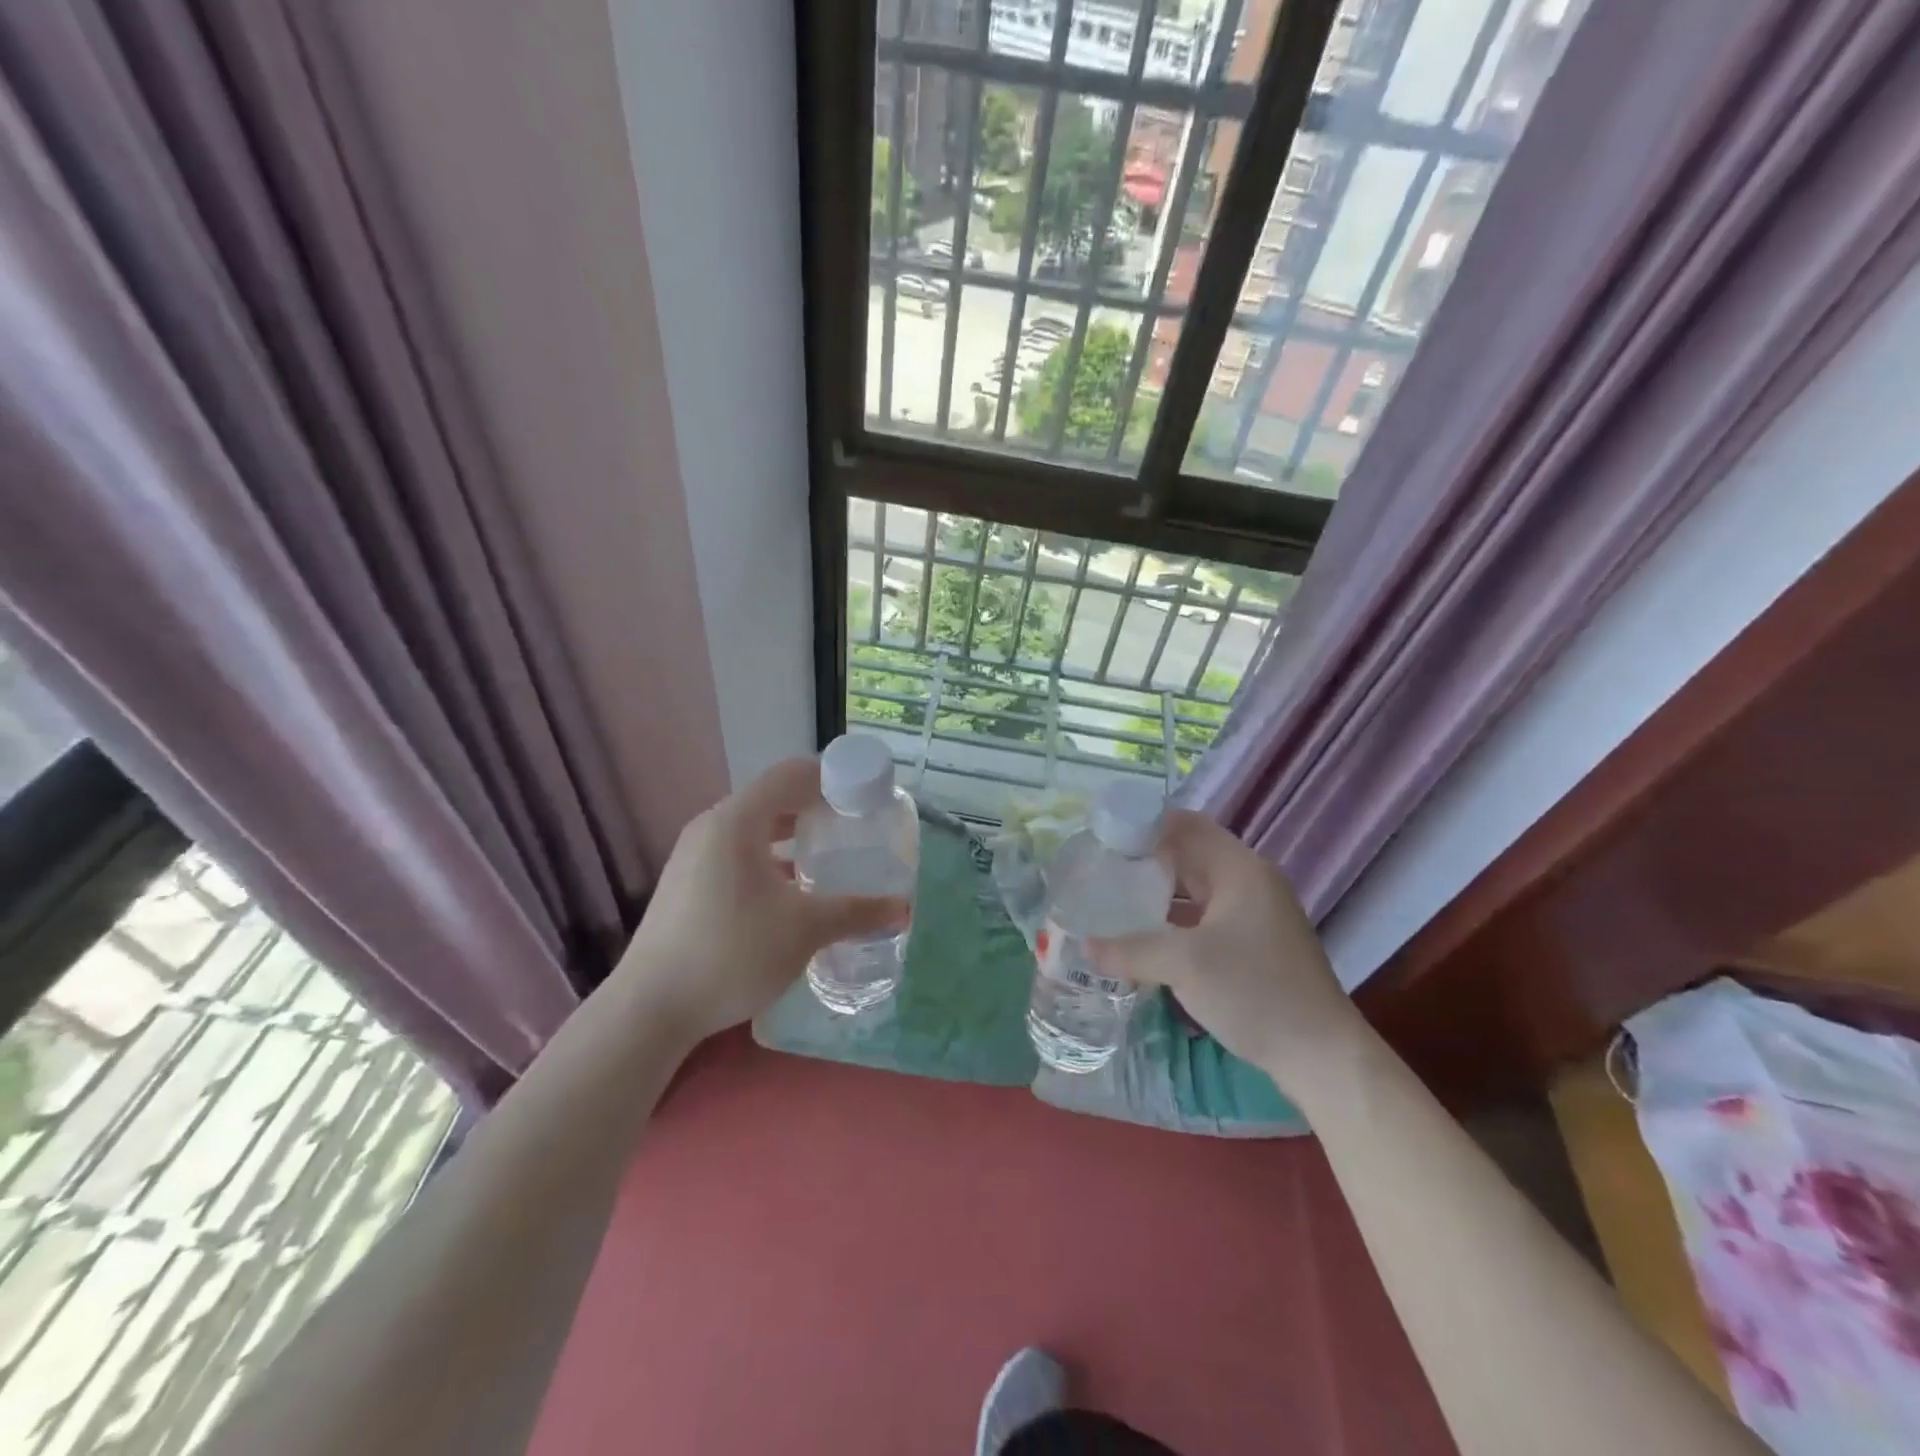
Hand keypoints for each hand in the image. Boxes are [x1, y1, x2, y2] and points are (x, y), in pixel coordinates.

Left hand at [614, 757, 908, 1043]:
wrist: (649, 1010)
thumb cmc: (732, 953)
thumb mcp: (804, 929)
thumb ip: (856, 912)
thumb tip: (903, 909)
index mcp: (738, 820)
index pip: (791, 774)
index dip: (832, 777)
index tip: (865, 796)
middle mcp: (712, 827)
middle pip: (773, 798)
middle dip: (816, 808)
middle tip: (855, 827)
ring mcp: (693, 855)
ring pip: (754, 829)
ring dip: (792, 836)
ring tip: (829, 856)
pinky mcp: (686, 884)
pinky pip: (737, 853)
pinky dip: (769, 858)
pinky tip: (791, 891)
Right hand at [1088, 810, 1367, 1102]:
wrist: (1321, 1055)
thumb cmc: (1255, 991)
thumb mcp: (1185, 965)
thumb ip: (1130, 949)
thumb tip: (1084, 945)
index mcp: (1239, 869)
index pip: (1185, 825)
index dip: (1144, 824)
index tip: (1102, 835)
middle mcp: (1249, 882)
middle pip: (1189, 855)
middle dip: (1144, 859)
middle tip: (1098, 868)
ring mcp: (1254, 914)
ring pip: (1195, 889)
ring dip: (1157, 892)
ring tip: (1111, 898)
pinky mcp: (1253, 945)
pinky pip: (1203, 917)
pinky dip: (1173, 920)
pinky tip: (1143, 937)